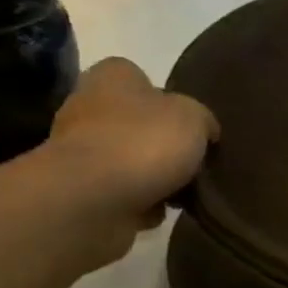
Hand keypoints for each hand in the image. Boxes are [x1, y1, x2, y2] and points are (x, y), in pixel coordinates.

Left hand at [47, 56, 217, 250]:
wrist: (92, 199)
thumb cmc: (143, 143)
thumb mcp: (193, 118)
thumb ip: (203, 119)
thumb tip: (205, 130)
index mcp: (113, 77)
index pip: (142, 78)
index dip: (171, 101)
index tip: (193, 127)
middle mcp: (89, 105)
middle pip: (138, 123)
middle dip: (163, 144)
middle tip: (194, 163)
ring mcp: (82, 149)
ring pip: (131, 160)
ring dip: (155, 177)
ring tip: (182, 194)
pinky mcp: (82, 188)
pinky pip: (123, 192)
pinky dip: (142, 203)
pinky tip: (159, 211)